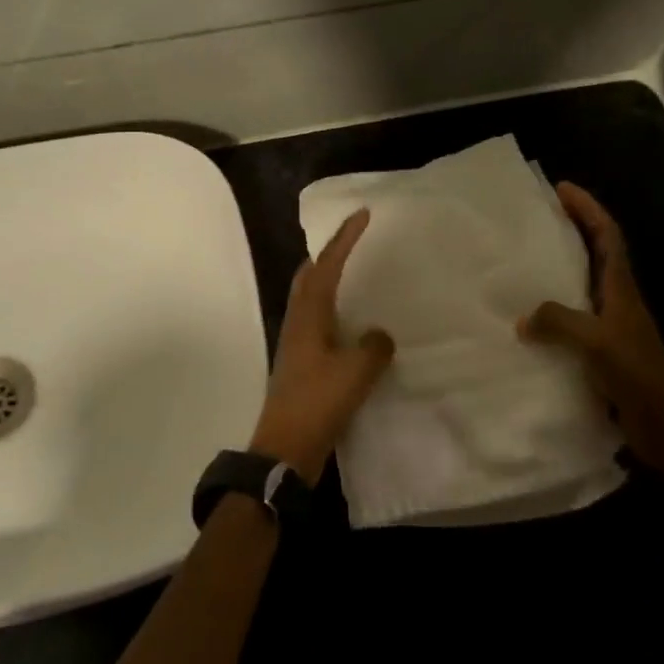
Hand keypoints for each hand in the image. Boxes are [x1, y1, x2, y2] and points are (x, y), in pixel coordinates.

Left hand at [249, 208, 395, 483]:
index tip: (362, 214)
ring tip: (355, 276)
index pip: (327, 265)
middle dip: (329, 254)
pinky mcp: (301, 364)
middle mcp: (298, 322)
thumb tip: (379, 335)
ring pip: (311, 299)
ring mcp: (297, 344)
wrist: (284, 449)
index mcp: (309, 315)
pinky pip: (319, 324)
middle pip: (309, 276)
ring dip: (329, 281)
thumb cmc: (317, 404)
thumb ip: (373, 348)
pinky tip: (351, 326)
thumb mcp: (356, 373)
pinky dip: (334, 311)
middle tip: (353, 242)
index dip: (344, 238)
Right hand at [518, 183, 663, 479]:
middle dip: (570, 231)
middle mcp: (617, 302)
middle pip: (595, 254)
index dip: (588, 209)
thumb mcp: (599, 344)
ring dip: (557, 271)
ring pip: (580, 287)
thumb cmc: (641, 378)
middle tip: (533, 219)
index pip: (607, 236)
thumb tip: (522, 318)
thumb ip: (559, 323)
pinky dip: (550, 313)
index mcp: (622, 290)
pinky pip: (570, 322)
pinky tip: (525, 322)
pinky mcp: (601, 354)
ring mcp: (610, 329)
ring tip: (520, 263)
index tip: (561, 188)